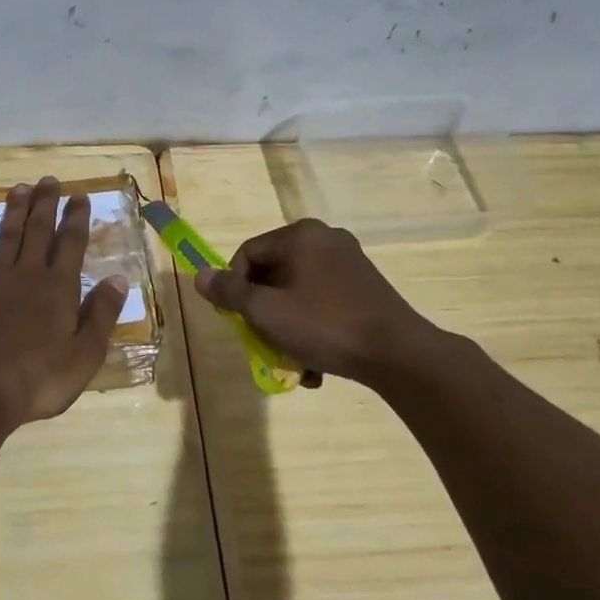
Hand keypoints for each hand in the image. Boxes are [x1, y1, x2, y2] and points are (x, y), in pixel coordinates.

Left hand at [0, 177, 127, 428]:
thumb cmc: (40, 380)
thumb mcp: (85, 355)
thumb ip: (102, 314)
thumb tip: (119, 278)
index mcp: (59, 289)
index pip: (72, 245)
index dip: (77, 218)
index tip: (80, 195)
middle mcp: (28, 276)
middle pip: (39, 232)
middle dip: (46, 205)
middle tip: (49, 180)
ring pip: (6, 238)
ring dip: (14, 212)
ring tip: (19, 188)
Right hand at [194, 218, 441, 387]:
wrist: (399, 354)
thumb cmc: (324, 326)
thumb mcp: (266, 312)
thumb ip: (229, 292)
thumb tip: (200, 276)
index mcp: (300, 236)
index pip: (247, 254)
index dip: (234, 287)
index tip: (237, 320)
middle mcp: (325, 239)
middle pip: (273, 274)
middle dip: (263, 313)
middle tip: (262, 342)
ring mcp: (349, 262)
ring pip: (298, 293)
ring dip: (287, 327)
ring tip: (293, 362)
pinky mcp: (366, 287)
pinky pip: (323, 302)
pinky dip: (313, 328)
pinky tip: (316, 363)